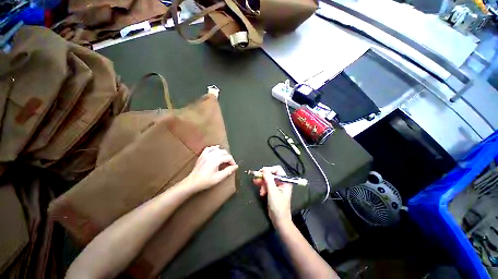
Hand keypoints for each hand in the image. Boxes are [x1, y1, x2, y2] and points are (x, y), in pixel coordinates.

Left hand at [186, 145, 237, 190]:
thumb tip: (236, 166)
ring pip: (218, 149)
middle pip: (224, 152)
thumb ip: (228, 171)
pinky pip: (209, 148)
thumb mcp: (219, 177)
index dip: (232, 162)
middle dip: (228, 157)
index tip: (233, 167)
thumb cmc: (206, 181)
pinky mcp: (202, 155)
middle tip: (229, 164)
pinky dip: (214, 148)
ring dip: (223, 153)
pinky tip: (217, 149)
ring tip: (224, 159)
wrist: (192, 182)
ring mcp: (206, 154)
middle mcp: (212, 155)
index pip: (228, 157)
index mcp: (216, 160)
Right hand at [253, 166, 292, 225]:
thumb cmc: (278, 206)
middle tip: (257, 180)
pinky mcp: (273, 191)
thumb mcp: (272, 191)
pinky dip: (263, 187)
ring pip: (268, 179)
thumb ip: (268, 179)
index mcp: (285, 181)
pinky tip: (261, 192)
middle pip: (271, 174)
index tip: (261, 173)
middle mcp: (282, 182)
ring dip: (263, 184)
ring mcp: (277, 186)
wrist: (279, 220)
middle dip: (264, 178)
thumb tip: (264, 169)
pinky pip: (267, 185)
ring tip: (260, 191)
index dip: (269, 169)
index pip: (277, 169)